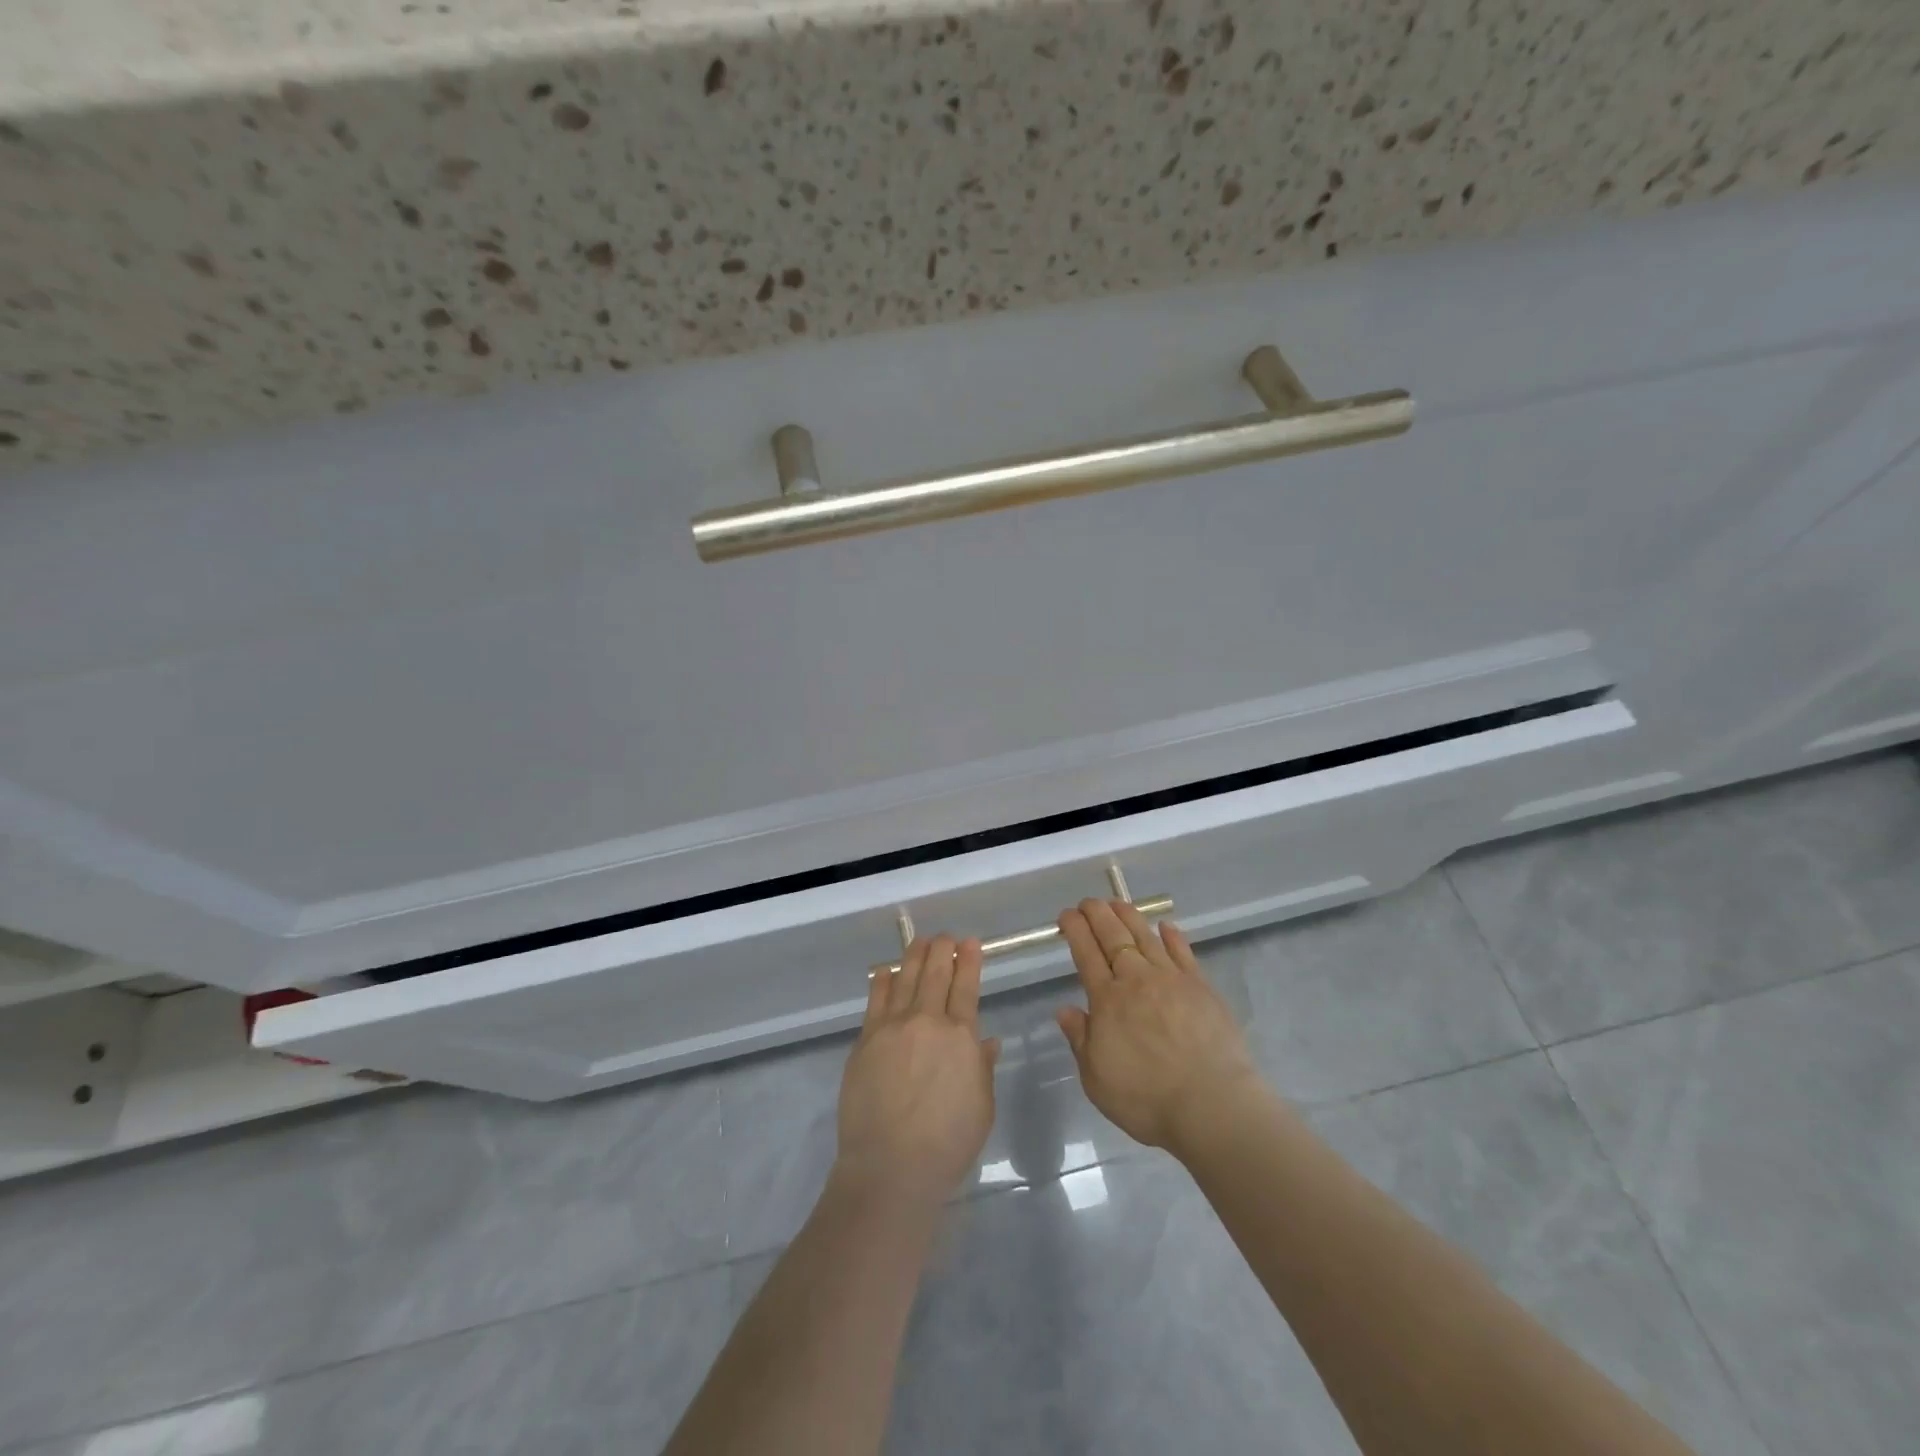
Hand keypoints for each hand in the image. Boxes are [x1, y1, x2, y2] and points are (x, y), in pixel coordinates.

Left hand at [835, 935, 1000, 1212]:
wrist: (891, 1165)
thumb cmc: (947, 1144)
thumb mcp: (981, 1107)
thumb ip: (982, 1067)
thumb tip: (987, 1041)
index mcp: (961, 1036)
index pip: (966, 986)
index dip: (969, 960)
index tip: (970, 942)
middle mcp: (927, 1021)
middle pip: (935, 973)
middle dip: (942, 949)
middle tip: (945, 936)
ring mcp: (892, 1027)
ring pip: (905, 978)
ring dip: (914, 956)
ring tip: (919, 942)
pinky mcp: (866, 1039)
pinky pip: (875, 1000)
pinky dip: (881, 980)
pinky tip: (884, 971)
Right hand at [1056, 899, 1267, 1156]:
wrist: (1212, 1105)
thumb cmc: (1147, 1099)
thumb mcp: (1096, 1079)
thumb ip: (1080, 1039)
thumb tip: (1064, 1009)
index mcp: (1107, 1000)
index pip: (1086, 954)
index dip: (1075, 930)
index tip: (1066, 914)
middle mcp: (1137, 980)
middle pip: (1113, 937)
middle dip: (1097, 914)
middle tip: (1087, 901)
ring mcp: (1172, 979)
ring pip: (1146, 937)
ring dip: (1128, 916)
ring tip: (1117, 901)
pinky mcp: (1201, 987)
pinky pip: (1183, 953)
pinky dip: (1173, 937)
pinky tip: (1166, 926)